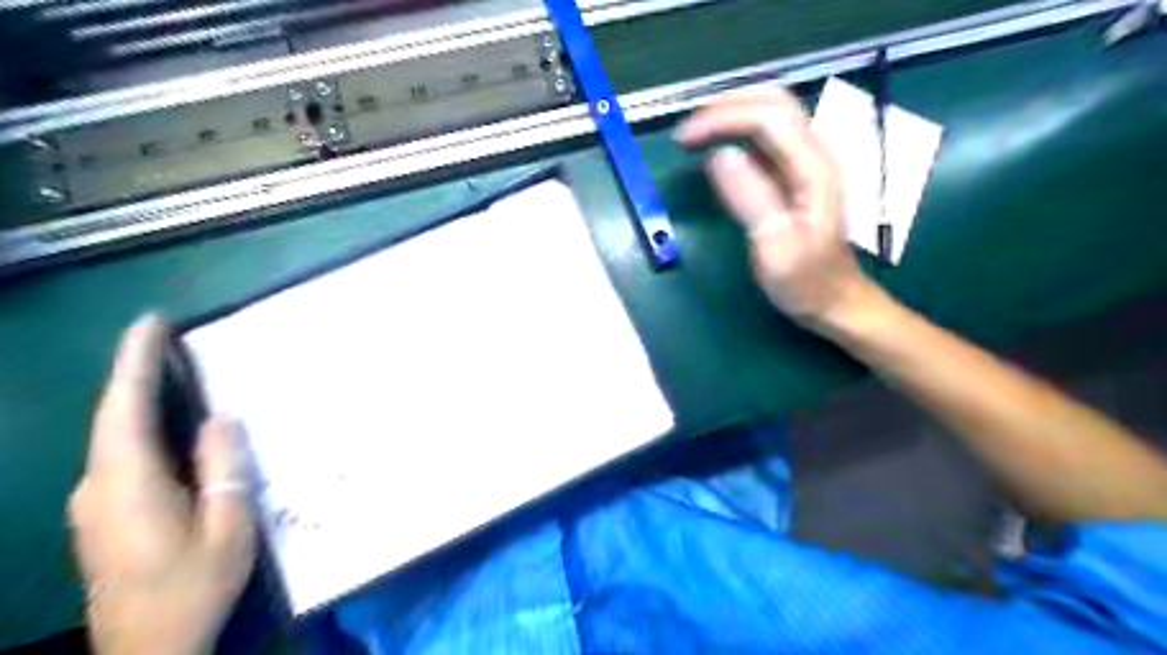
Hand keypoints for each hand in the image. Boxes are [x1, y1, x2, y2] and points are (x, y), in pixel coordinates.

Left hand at [68, 316, 255, 654]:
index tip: (149, 323)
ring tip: (174, 373)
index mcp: (128, 485)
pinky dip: (142, 428)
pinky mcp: (103, 516)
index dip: (134, 362)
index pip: (124, 408)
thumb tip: (221, 419)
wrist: (147, 648)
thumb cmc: (193, 585)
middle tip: (168, 340)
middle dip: (136, 373)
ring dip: (139, 400)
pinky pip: (121, 456)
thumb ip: (224, 469)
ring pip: (115, 437)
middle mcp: (99, 487)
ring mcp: (95, 504)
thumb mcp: (227, 526)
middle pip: (114, 417)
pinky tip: (171, 428)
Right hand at [671, 86, 869, 333]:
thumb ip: (751, 198)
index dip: (722, 118)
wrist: (835, 302)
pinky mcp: (793, 177)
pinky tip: (714, 151)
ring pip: (770, 116)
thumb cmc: (806, 282)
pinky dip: (736, 135)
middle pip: (773, 102)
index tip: (684, 141)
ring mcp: (805, 164)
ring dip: (730, 116)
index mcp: (813, 168)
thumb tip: (719, 155)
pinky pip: (765, 141)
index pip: (767, 117)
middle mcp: (813, 155)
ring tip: (694, 135)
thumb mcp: (776, 247)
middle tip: (687, 130)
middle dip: (725, 106)